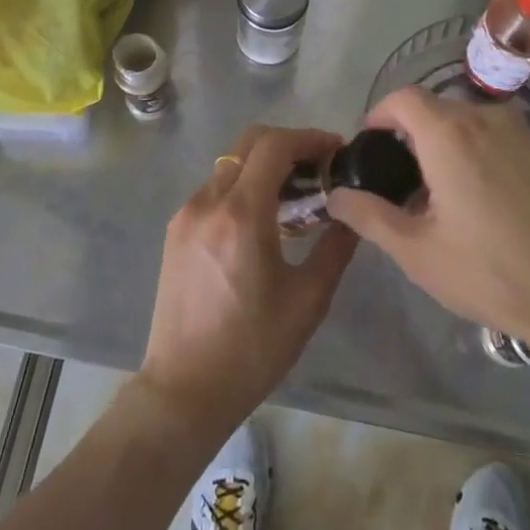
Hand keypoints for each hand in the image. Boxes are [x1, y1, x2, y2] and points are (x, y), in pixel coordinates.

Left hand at [137, 125, 357, 438]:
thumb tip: (352, 213)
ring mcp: (187, 214)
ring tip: (296, 195)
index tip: (336, 151)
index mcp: (241, 215)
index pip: (275, 146)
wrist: (183, 390)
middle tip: (319, 168)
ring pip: (231, 165)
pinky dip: (243, 187)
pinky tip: (264, 219)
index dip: (310, 138)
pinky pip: (215, 189)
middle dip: (288, 144)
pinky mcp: (176, 230)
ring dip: (265, 166)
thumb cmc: (252, 349)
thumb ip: (335, 247)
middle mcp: (208, 202)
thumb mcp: (308, 301)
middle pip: (249, 143)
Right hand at [328, 86, 529, 352]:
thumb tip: (336, 195)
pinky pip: (494, 135)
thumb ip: (369, 216)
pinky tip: (481, 199)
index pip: (402, 98)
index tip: (370, 148)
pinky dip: (475, 150)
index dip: (380, 115)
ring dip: (444, 143)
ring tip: (440, 194)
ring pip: (466, 121)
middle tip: (401, 182)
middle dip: (410, 135)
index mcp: (448, 134)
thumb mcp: (417, 251)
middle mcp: (484, 118)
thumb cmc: (491, 272)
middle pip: (434, 108)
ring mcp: (519, 131)